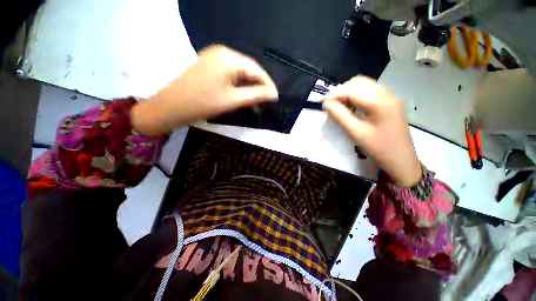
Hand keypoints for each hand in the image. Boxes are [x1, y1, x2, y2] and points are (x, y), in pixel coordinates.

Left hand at [132, 45, 277, 135]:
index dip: (268, 84)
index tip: (276, 98)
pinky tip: (244, 96)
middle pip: (248, 69)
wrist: (171, 107)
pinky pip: (231, 74)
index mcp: (229, 57)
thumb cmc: (203, 104)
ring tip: (257, 102)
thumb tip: (274, 94)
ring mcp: (214, 58)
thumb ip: (256, 95)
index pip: (256, 70)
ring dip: (249, 87)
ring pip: (240, 73)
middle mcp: (222, 52)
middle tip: (267, 101)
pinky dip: (239, 86)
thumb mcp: (233, 100)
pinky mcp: (210, 66)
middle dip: (259, 86)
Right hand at [322, 76, 421, 186]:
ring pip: (364, 85)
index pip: (352, 90)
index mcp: (380, 102)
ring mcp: (390, 97)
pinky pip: (369, 92)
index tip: (322, 102)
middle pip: (359, 83)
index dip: (334, 94)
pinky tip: (352, 107)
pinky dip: (357, 96)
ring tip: (340, 106)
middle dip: (341, 91)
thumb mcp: (356, 133)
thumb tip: (326, 104)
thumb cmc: (378, 148)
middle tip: (331, 105)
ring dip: (348, 92)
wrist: (401, 160)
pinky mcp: (389, 102)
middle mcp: (387, 94)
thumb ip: (340, 116)